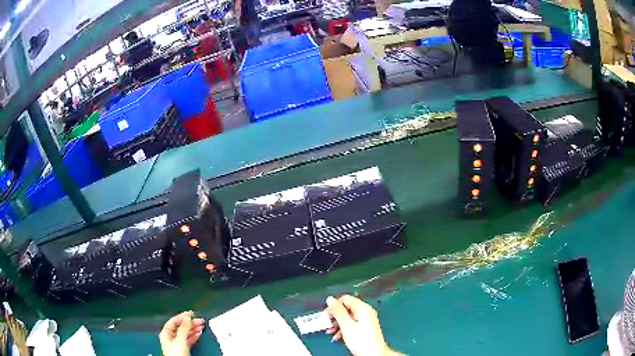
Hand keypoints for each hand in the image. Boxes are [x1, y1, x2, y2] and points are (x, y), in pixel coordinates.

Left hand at [159, 311, 204, 355]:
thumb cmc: (176, 353)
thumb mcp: (180, 339)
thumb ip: (183, 328)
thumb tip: (187, 318)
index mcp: (166, 332)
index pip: (174, 321)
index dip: (182, 316)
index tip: (191, 313)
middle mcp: (170, 336)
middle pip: (180, 327)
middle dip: (190, 323)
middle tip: (200, 320)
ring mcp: (176, 342)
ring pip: (185, 333)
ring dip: (193, 329)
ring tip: (201, 326)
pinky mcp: (182, 348)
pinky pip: (188, 339)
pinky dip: (193, 336)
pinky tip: (198, 334)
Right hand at [324, 295, 401, 355]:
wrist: (373, 354)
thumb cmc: (362, 341)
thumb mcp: (346, 325)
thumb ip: (338, 311)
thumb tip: (330, 299)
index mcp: (363, 308)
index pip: (345, 299)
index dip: (333, 306)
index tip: (326, 315)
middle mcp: (365, 312)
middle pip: (346, 308)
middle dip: (335, 316)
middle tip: (327, 324)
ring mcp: (366, 320)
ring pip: (347, 317)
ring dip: (337, 323)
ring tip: (331, 331)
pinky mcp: (364, 328)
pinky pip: (351, 324)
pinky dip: (343, 328)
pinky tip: (338, 336)